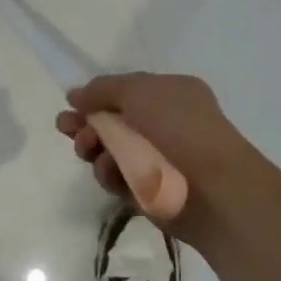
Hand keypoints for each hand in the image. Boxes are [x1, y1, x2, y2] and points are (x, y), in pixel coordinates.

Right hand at [56, 72, 269, 239]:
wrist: (214, 189)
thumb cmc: (180, 128)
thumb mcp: (138, 91)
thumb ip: (103, 89)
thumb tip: (76, 94)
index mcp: (170, 94)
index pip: (126, 91)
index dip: (97, 97)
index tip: (71, 104)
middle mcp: (165, 124)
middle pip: (114, 122)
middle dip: (87, 124)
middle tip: (66, 128)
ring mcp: (158, 159)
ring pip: (111, 151)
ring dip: (94, 148)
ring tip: (89, 150)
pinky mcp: (150, 191)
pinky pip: (119, 179)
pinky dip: (111, 175)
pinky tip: (112, 173)